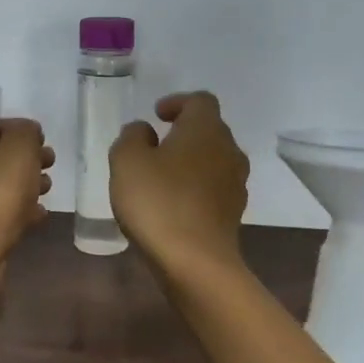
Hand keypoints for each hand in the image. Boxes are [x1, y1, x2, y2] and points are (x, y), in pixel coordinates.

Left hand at [0, 117, 53, 266]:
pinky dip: (23, 209)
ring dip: (28, 182)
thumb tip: (28, 131)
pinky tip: (40, 215)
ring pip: (4, 183)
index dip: (21, 128)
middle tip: (50, 163)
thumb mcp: (17, 152)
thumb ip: (26, 134)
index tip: (44, 140)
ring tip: (49, 188)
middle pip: (0, 154)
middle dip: (28, 156)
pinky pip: (5, 211)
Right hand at [109, 92, 249, 271]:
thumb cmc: (157, 202)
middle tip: (155, 146)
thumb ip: (132, 136)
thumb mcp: (127, 161)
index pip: (200, 101)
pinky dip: (196, 188)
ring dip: (191, 162)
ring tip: (163, 177)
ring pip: (214, 160)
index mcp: (206, 129)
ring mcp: (236, 183)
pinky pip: (214, 188)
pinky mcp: (234, 212)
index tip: (157, 116)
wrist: (195, 261)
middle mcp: (229, 150)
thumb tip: (146, 131)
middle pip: (210, 130)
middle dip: (184, 133)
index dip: (178, 102)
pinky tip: (174, 204)